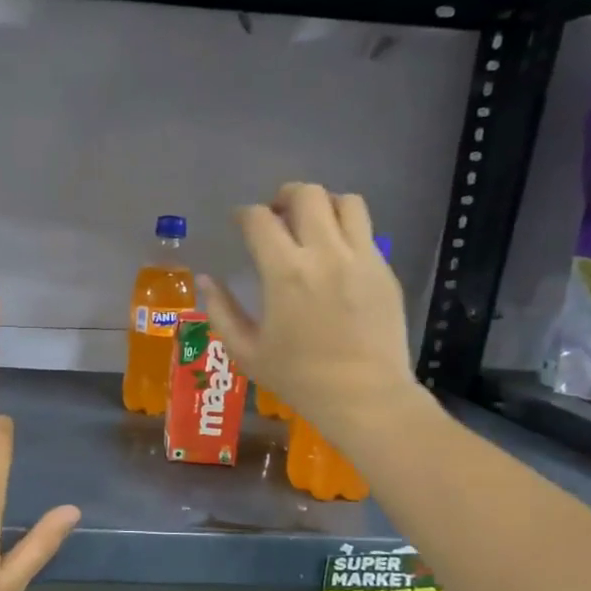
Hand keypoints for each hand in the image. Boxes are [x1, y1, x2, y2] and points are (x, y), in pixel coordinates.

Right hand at [198, 184, 421, 445]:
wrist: (363, 396)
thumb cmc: (298, 378)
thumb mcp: (246, 351)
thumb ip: (221, 311)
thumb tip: (206, 280)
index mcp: (285, 273)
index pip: (260, 220)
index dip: (245, 215)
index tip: (240, 222)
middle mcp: (325, 254)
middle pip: (307, 195)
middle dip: (285, 196)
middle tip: (276, 214)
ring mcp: (361, 258)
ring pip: (346, 202)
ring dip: (323, 204)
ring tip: (312, 224)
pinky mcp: (384, 269)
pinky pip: (366, 230)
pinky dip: (345, 229)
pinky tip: (334, 253)